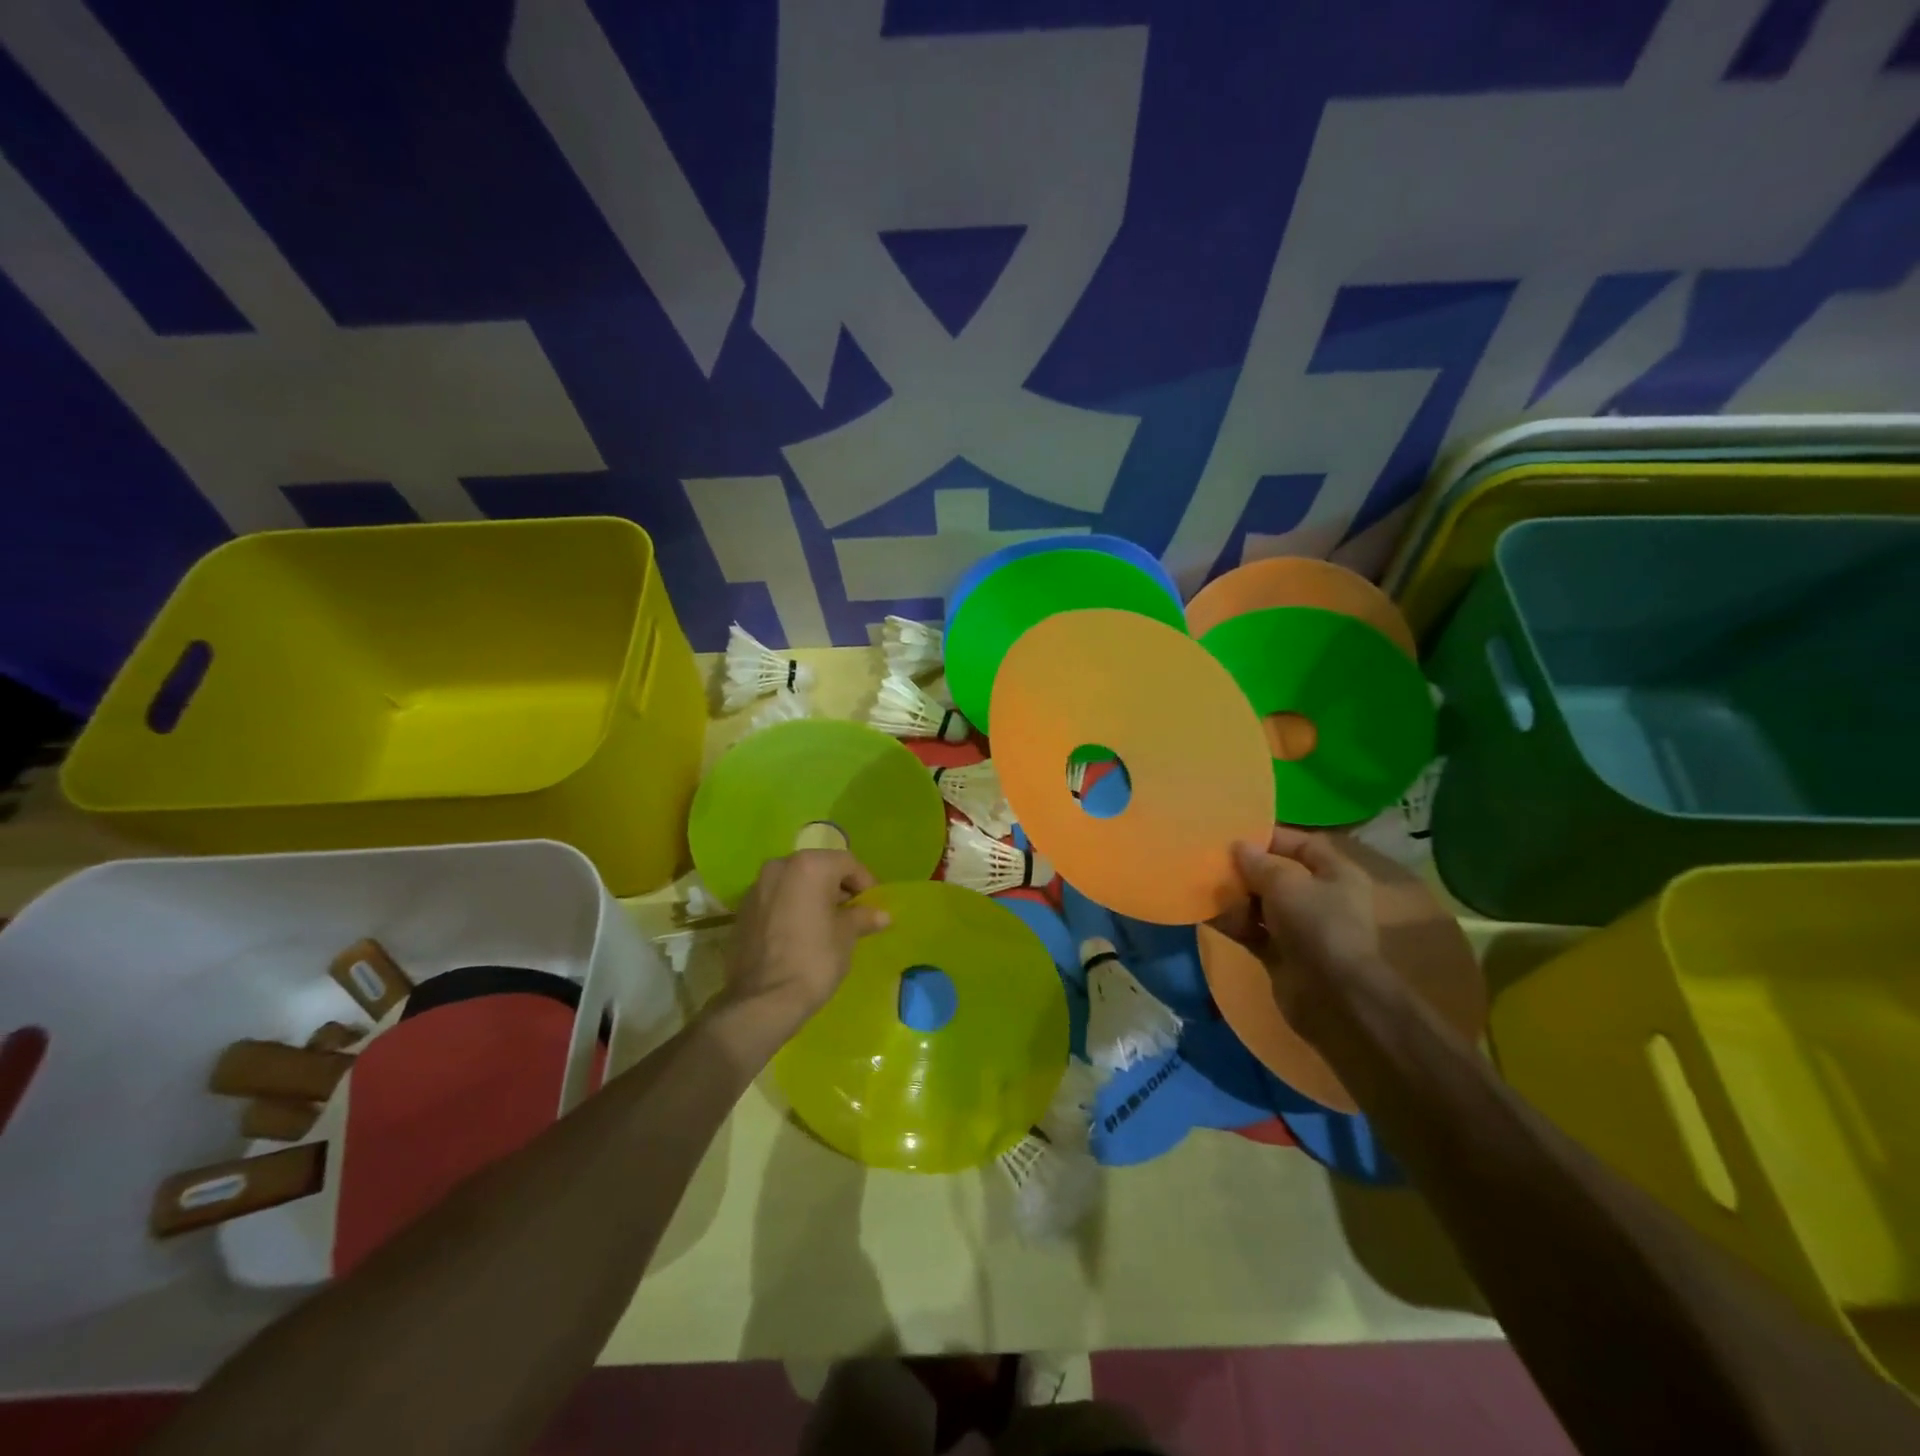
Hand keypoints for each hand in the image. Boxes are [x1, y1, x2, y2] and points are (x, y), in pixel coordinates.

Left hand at [720, 850, 889, 1033]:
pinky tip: (802, 932)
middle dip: (838, 887)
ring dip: (814, 896)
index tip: (873, 905)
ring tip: (828, 923)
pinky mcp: (744, 909)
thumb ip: (863, 917)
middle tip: (854, 913)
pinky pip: (777, 898)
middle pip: (819, 868)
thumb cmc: (814, 959)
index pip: (847, 862)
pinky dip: (793, 906)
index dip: (865, 882)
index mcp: (809, 866)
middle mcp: (780, 866)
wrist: (763, 1000)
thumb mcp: (846, 936)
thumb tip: (882, 915)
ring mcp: (757, 887)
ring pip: (796, 882)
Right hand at [1223, 827, 1382, 1021]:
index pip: (1304, 845)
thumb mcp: (1285, 884)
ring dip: (1234, 898)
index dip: (1272, 838)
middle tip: (1211, 860)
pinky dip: (1232, 923)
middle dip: (1245, 870)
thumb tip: (1238, 847)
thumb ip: (1258, 863)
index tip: (1237, 835)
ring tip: (1203, 886)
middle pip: (1278, 876)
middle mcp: (1321, 899)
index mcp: (1336, 875)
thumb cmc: (1316, 925)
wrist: (1333, 997)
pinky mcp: (1282, 954)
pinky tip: (1205, 914)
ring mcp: (1301, 929)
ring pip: (1261, 905)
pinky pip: (1252, 932)